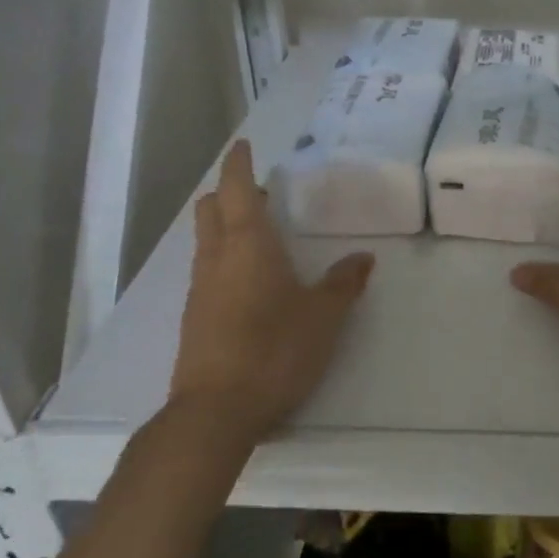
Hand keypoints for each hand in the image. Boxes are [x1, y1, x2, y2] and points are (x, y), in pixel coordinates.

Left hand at [169, 140, 373, 448]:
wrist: (216, 412)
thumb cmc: (275, 349)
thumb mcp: (324, 315)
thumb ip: (344, 283)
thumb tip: (363, 259)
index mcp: (248, 245)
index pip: (238, 189)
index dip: (240, 164)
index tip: (244, 145)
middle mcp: (217, 259)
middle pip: (211, 210)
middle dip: (230, 192)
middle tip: (261, 193)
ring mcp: (201, 290)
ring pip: (207, 241)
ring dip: (226, 226)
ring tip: (260, 234)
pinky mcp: (195, 318)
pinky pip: (208, 271)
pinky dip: (224, 259)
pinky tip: (250, 282)